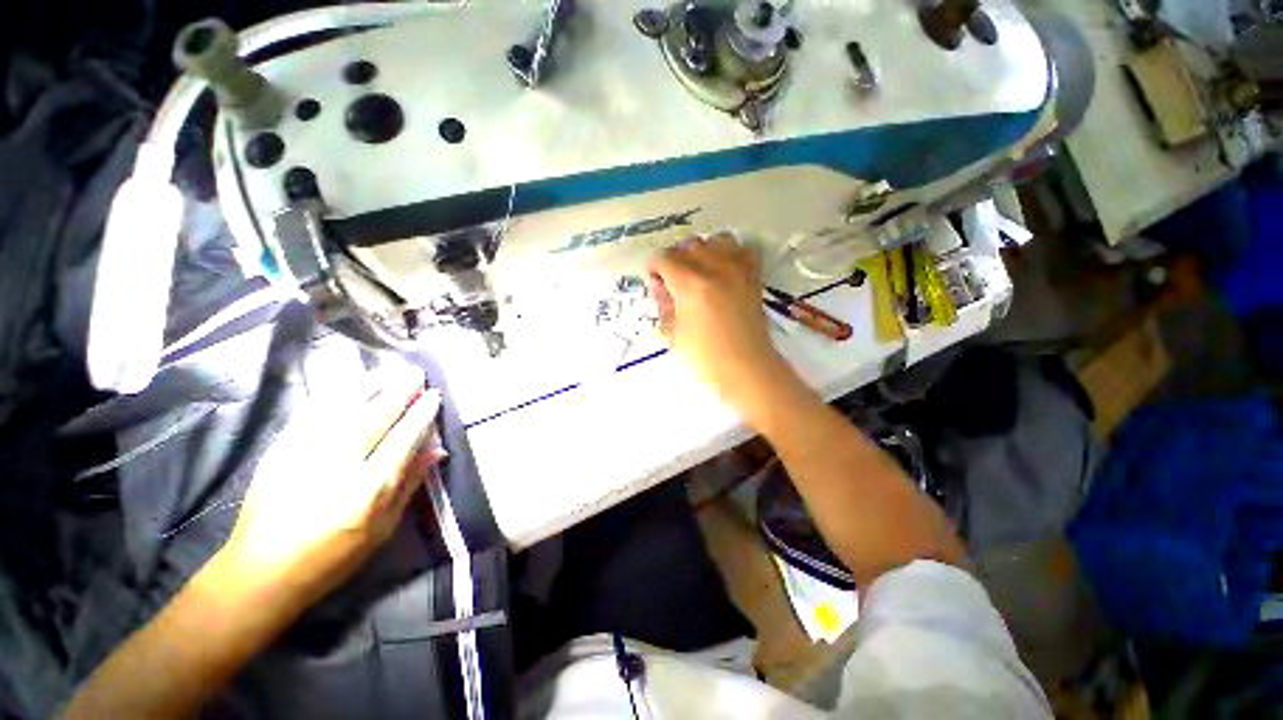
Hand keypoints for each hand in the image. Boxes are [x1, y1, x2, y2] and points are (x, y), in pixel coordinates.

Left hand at [218, 364, 445, 611]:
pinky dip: (332, 395)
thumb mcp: (382, 528)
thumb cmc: (333, 557)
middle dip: (399, 392)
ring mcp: (304, 455)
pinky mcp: (280, 451)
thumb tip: (437, 450)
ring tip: (388, 370)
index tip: (434, 396)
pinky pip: (310, 415)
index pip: (403, 440)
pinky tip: (348, 384)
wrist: (262, 571)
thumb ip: (409, 484)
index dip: (421, 415)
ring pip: (342, 410)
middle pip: (375, 419)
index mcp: (368, 490)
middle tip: (416, 373)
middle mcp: (338, 466)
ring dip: (368, 386)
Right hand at [648, 234, 796, 420]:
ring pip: (718, 240)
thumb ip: (664, 305)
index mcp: (690, 284)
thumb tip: (660, 287)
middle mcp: (715, 269)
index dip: (654, 267)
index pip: (665, 259)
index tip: (654, 281)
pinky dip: (732, 253)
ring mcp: (738, 272)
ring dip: (704, 250)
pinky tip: (725, 269)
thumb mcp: (673, 335)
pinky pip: (745, 251)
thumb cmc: (705, 359)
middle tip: (673, 279)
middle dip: (676, 258)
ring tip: (700, 270)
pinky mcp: (754, 279)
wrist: (747, 370)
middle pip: (690, 245)